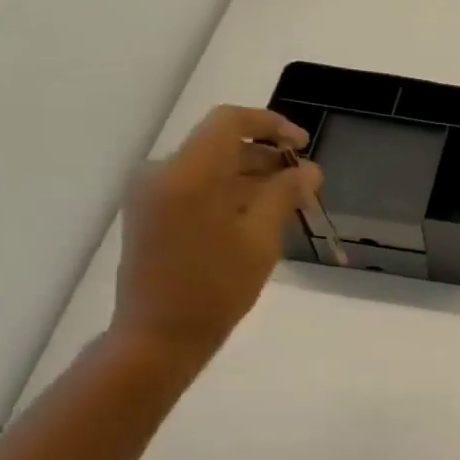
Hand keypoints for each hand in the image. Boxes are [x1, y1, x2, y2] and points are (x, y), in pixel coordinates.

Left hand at [111, 105, 323, 370]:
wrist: (159, 336)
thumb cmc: (215, 288)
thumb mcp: (260, 240)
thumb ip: (284, 195)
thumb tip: (308, 170)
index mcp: (187, 173)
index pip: (230, 122)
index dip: (271, 125)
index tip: (304, 145)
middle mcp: (162, 172)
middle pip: (220, 145)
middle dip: (267, 158)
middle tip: (307, 184)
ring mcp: (152, 194)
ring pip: (210, 168)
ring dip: (251, 177)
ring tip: (290, 202)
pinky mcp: (151, 214)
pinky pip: (196, 188)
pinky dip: (230, 193)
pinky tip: (259, 217)